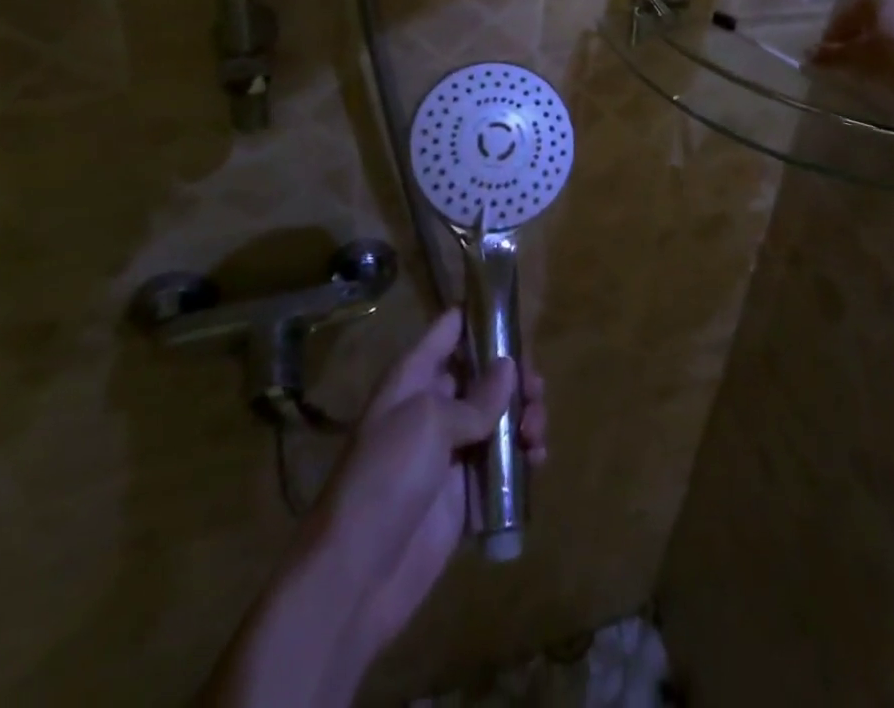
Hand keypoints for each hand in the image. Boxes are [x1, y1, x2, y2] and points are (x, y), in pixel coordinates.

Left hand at [318, 309, 546, 652]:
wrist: (356, 577)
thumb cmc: (386, 479)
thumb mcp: (428, 422)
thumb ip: (476, 396)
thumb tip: (509, 367)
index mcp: (414, 378)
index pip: (451, 329)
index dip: (482, 316)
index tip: (519, 314)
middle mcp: (434, 406)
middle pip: (485, 373)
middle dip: (516, 376)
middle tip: (536, 391)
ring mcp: (451, 450)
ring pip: (500, 416)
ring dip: (525, 416)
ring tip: (536, 434)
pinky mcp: (466, 492)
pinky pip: (503, 462)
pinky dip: (524, 457)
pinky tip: (537, 461)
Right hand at [813, 0, 893, 84]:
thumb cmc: (889, 57)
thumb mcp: (854, 57)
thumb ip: (830, 54)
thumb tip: (808, 55)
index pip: (847, 16)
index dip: (832, 35)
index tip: (824, 53)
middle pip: (870, 21)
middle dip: (856, 39)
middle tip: (845, 60)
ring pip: (891, 31)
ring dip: (878, 46)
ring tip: (869, 68)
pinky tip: (893, 72)